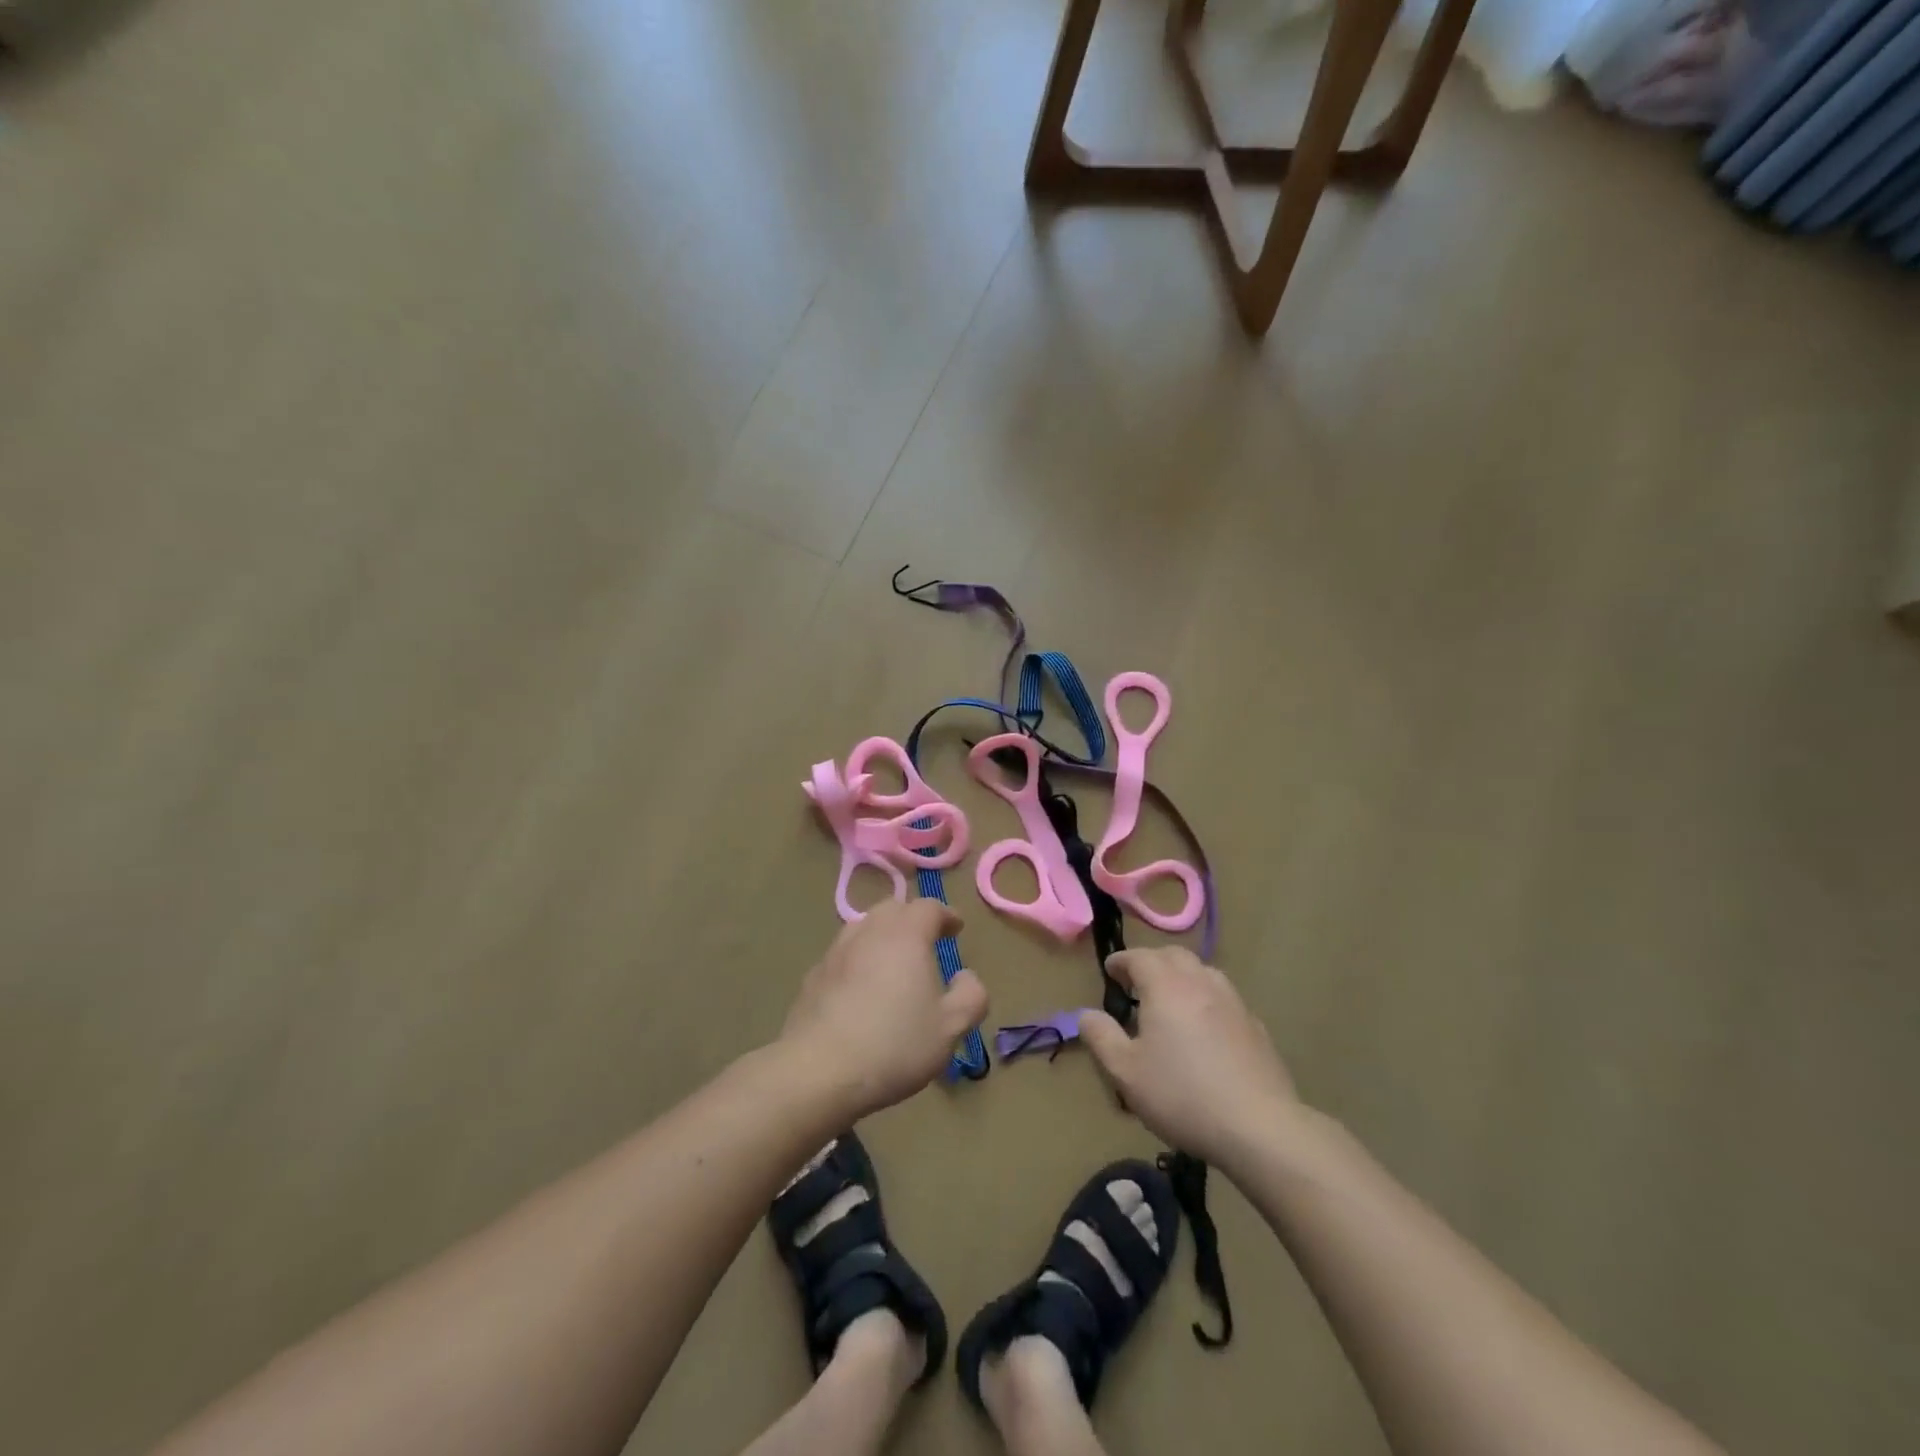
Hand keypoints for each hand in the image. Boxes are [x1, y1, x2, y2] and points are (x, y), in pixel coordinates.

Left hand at [780, 899, 988, 1116]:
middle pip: (892, 909)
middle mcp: (869, 932)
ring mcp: (836, 952)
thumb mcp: (950, 1028)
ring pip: (863, 928)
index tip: (956, 929)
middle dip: (912, 919)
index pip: (929, 907)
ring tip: (892, 961)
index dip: (946, 915)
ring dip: (882, 936)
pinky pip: (842, 955)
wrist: (818, 1071)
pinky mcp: (813, 976)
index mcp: (906, 935)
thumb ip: (970, 996)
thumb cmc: (894, 1045)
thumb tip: (965, 976)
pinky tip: (860, 989)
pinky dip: (857, 960)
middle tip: (925, 941)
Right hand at [1079, 946, 1297, 1168]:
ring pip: (1202, 973)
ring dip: (1181, 977)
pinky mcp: (1255, 1026)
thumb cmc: (1182, 1095)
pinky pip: (1223, 998)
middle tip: (1137, 984)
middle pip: (1173, 956)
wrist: (1259, 1127)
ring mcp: (1233, 1002)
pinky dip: (1205, 1000)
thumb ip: (1101, 1037)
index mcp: (1166, 985)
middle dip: (1152, 962)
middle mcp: (1200, 982)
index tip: (1110, 972)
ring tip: (1170, 1002)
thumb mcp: (1125, 1072)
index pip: (1139, 957)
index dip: (1121, 961)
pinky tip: (1204, 1030)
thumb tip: (1087, 1014)